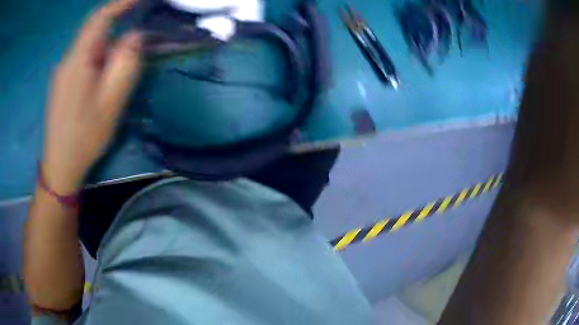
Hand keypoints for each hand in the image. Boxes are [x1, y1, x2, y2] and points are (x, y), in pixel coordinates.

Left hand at [42, 0, 141, 193]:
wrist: (59, 166)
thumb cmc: (84, 137)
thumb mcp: (111, 102)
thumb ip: (126, 64)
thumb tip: (135, 36)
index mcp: (78, 60)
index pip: (99, 18)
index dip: (121, 3)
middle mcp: (67, 60)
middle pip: (94, 33)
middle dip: (116, 35)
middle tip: (132, 52)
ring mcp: (62, 72)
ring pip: (89, 49)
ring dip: (106, 54)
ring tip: (113, 80)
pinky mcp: (61, 83)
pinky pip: (82, 61)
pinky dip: (96, 63)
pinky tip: (99, 86)